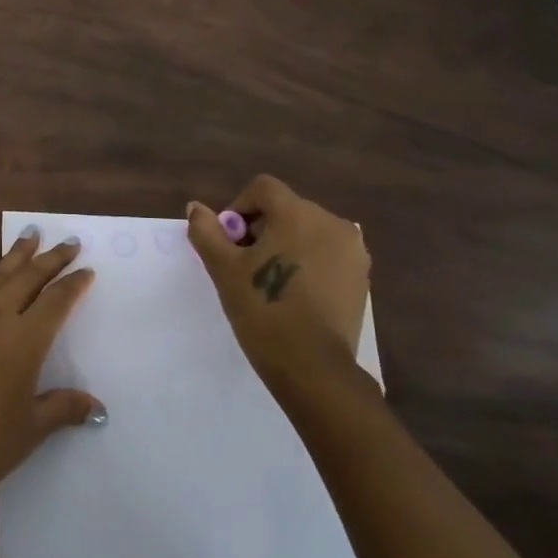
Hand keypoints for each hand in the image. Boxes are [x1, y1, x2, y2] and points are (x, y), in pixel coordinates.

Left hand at [0, 222, 103, 511]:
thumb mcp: (32, 428)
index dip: (74, 284)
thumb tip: (97, 407)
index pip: (58, 302)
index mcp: (26, 341)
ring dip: (18, 251)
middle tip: (69, 241)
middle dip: (52, 258)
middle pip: (30, 278)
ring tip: (33, 231)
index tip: (87, 271)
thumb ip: (64, 408)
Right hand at [187, 175, 371, 401]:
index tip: (229, 242)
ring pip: (307, 232)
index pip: (263, 189)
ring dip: (285, 245)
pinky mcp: (362, 277)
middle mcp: (332, 223)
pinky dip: (307, 263)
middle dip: (261, 229)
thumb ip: (207, 231)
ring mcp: (352, 251)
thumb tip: (196, 208)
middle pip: (286, 209)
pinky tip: (295, 294)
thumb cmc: (264, 310)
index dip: (238, 208)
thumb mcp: (224, 269)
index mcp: (298, 214)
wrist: (314, 368)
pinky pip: (326, 254)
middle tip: (244, 265)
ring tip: (270, 281)